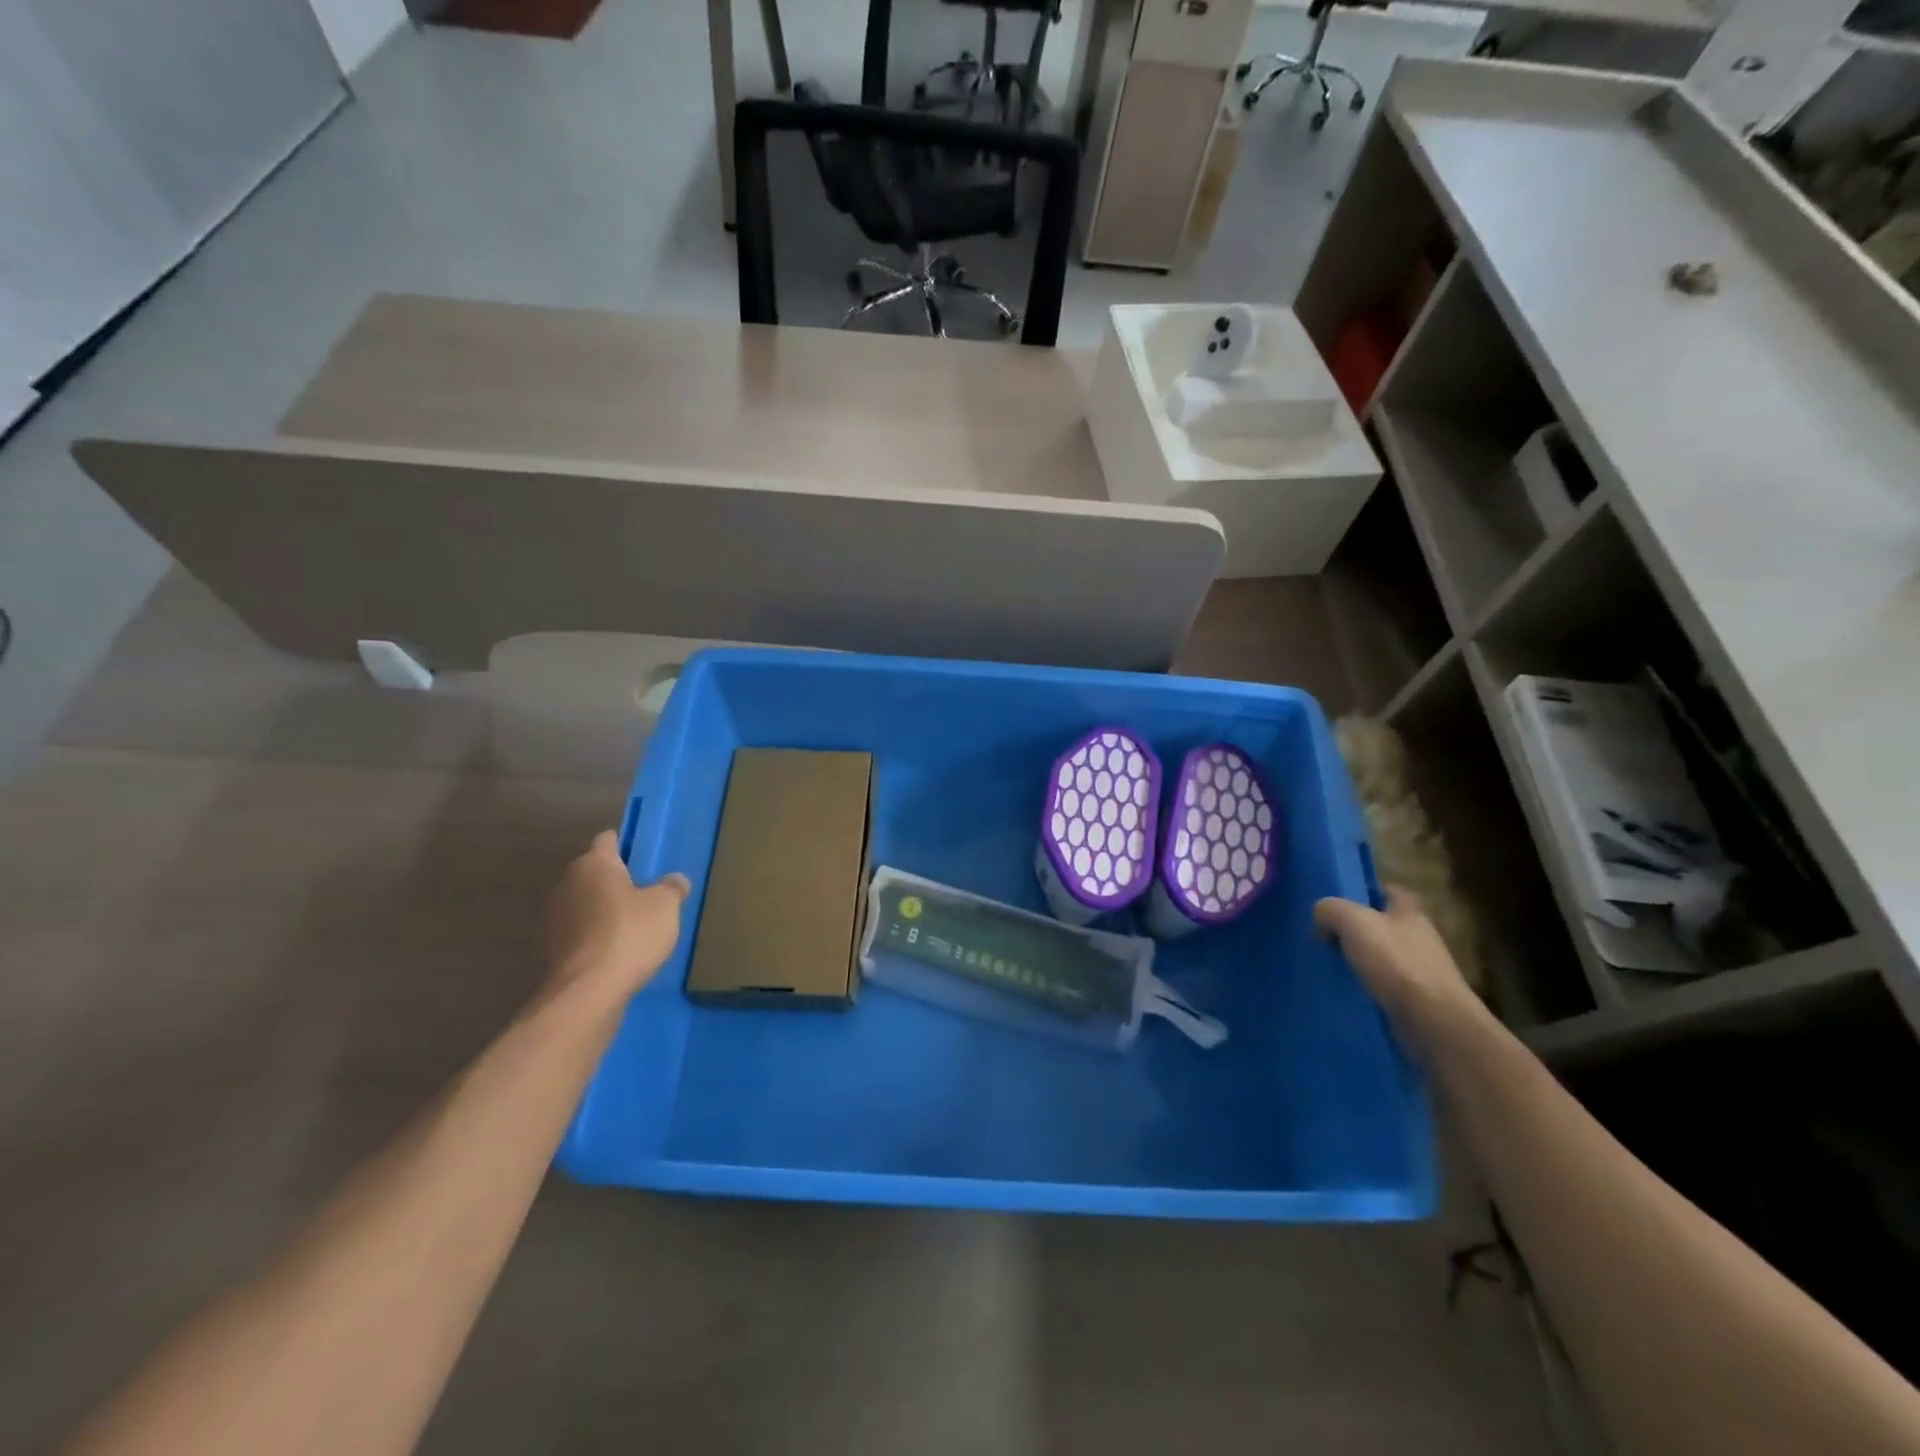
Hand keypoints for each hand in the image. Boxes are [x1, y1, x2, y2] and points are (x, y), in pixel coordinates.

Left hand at [547, 832, 689, 1002]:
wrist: (587, 992)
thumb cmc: (630, 934)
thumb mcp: (666, 906)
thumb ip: (672, 887)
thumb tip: (675, 880)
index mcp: (594, 864)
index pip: (608, 840)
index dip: (625, 845)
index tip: (643, 856)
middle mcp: (567, 883)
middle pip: (593, 872)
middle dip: (614, 880)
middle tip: (644, 892)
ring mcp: (554, 917)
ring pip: (584, 903)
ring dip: (602, 909)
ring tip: (632, 924)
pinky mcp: (550, 949)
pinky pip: (578, 931)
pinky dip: (593, 935)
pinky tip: (616, 950)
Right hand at [1314, 888, 1482, 1042]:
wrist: (1433, 1021)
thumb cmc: (1395, 962)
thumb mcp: (1352, 921)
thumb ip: (1330, 910)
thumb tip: (1321, 919)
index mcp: (1409, 911)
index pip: (1386, 890)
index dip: (1362, 892)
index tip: (1336, 901)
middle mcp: (1419, 936)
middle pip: (1381, 924)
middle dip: (1355, 929)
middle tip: (1323, 934)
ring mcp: (1420, 970)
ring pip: (1381, 956)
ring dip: (1358, 960)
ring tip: (1327, 965)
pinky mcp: (1416, 1000)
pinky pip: (1383, 985)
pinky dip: (1365, 986)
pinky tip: (1344, 990)